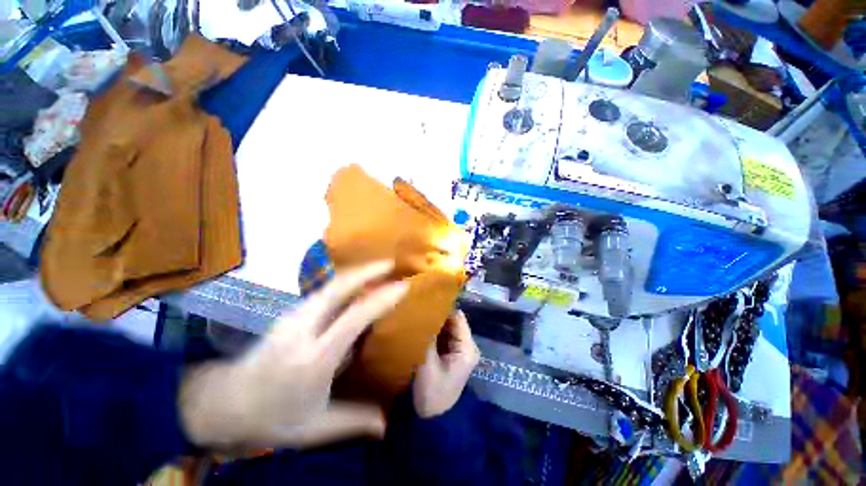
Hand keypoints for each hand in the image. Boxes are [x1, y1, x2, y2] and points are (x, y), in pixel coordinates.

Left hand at [180, 260, 407, 448]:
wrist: (224, 403)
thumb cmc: (272, 417)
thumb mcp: (315, 427)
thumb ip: (354, 420)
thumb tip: (387, 426)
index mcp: (314, 358)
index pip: (354, 318)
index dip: (381, 299)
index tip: (403, 286)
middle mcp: (303, 329)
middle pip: (337, 288)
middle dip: (367, 271)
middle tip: (390, 263)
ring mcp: (293, 316)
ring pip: (329, 285)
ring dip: (356, 273)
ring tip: (377, 268)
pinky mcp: (290, 313)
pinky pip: (323, 290)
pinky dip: (344, 281)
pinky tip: (355, 283)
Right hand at [413, 311, 479, 417]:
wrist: (430, 422)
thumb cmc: (430, 393)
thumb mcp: (426, 363)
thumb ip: (426, 336)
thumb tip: (422, 310)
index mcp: (467, 347)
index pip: (457, 316)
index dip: (442, 307)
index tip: (424, 300)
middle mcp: (466, 345)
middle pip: (452, 320)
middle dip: (436, 313)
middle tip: (417, 306)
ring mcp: (458, 349)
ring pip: (446, 326)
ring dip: (433, 321)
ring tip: (416, 313)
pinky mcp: (449, 353)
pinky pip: (441, 335)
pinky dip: (432, 330)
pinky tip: (419, 325)